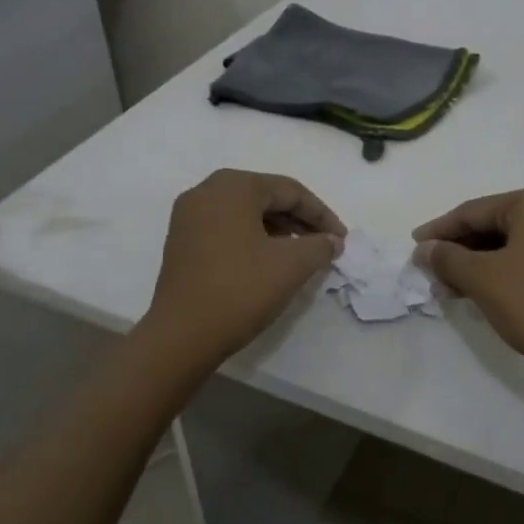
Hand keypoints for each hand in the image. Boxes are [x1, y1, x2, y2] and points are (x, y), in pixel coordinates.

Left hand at [143, 170, 345, 364]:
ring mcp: (189, 217)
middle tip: (325, 244)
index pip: (290, 191)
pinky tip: (271, 261)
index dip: (321, 215)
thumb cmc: (240, 290)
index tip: (342, 239)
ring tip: (303, 254)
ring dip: (279, 230)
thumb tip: (331, 241)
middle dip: (300, 220)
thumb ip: (319, 246)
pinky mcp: (182, 242)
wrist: (181, 336)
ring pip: (246, 213)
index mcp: (233, 187)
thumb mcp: (292, 265)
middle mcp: (206, 192)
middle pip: (266, 197)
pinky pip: (228, 228)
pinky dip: (254, 239)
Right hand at [413, 186, 523, 371]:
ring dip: (472, 265)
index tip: (413, 247)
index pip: (474, 211)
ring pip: (504, 246)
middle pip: (490, 226)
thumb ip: (447, 258)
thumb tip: (425, 249)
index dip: (440, 230)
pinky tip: (471, 292)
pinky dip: (495, 273)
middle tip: (427, 271)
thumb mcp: (482, 278)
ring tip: (444, 288)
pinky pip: (521, 260)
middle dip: (457, 250)